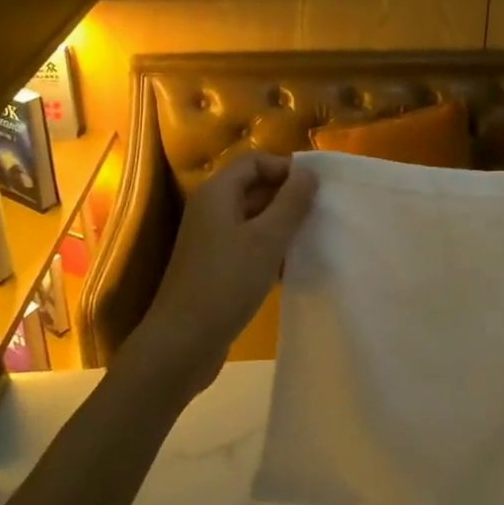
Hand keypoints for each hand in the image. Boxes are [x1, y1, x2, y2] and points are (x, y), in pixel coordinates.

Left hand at [130, 151, 318, 394]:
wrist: (183, 343)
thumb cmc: (226, 282)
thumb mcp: (267, 239)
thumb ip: (291, 202)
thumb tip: (309, 172)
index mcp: (217, 194)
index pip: (254, 162)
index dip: (285, 168)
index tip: (316, 188)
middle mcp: (210, 211)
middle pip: (253, 188)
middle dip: (287, 197)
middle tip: (321, 213)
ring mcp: (210, 241)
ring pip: (253, 220)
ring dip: (282, 226)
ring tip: (312, 239)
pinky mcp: (215, 268)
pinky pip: (247, 246)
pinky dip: (269, 250)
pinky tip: (291, 268)